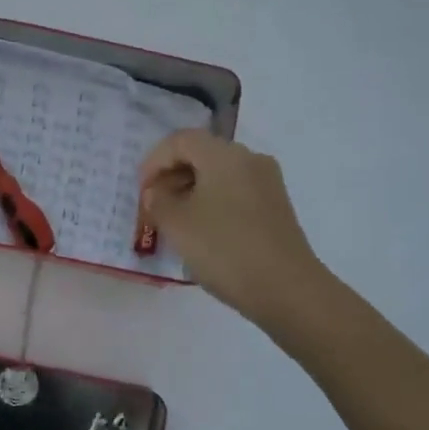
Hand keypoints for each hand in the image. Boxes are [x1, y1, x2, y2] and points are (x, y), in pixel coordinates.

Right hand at [139, 130, 326, 330]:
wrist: (286, 289)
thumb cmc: (225, 249)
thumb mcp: (177, 225)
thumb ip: (158, 201)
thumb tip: (157, 192)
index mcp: (224, 155)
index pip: (180, 140)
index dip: (154, 161)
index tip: (141, 192)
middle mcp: (249, 159)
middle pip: (201, 154)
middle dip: (172, 176)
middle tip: (154, 207)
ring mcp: (267, 183)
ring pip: (219, 174)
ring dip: (191, 190)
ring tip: (174, 222)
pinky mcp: (276, 207)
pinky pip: (236, 192)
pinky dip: (213, 202)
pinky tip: (203, 232)